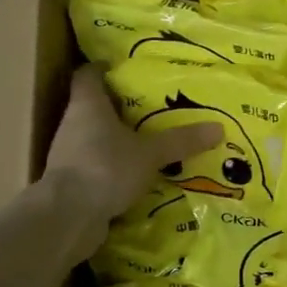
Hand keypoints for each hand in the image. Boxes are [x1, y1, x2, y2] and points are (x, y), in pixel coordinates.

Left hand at [43, 65, 222, 225]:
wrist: (67, 217)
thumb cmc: (106, 167)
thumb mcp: (150, 153)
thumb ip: (180, 141)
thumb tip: (218, 128)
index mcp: (87, 104)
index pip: (88, 74)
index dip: (103, 68)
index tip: (123, 68)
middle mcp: (72, 124)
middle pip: (93, 106)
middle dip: (119, 107)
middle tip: (150, 107)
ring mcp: (68, 155)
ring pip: (94, 138)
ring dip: (116, 140)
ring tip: (148, 142)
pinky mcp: (71, 182)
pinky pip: (95, 166)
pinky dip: (113, 167)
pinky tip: (136, 175)